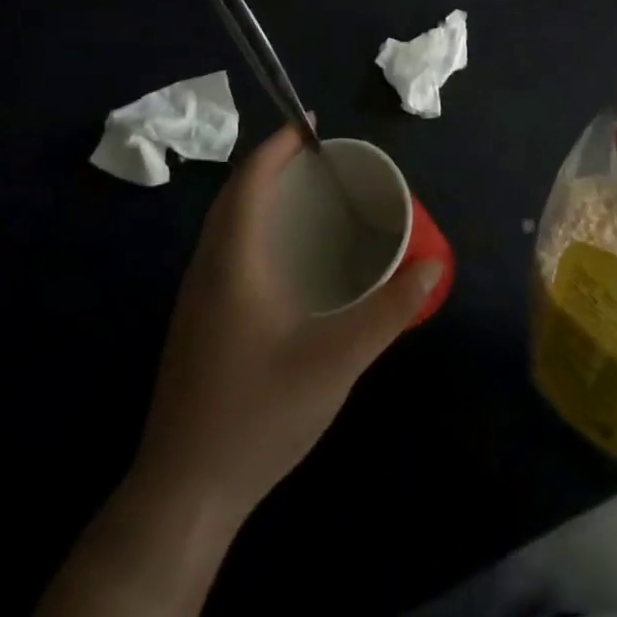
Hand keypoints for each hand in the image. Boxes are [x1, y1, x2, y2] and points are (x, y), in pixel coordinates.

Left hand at [132, 124, 442, 518]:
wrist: (185, 491)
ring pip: (225, 226)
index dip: (277, 146)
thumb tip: (431, 267)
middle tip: (317, 159)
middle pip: (233, 197)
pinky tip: (286, 258)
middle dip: (270, 165)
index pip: (250, 182)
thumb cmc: (260, 414)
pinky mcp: (198, 324)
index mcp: (233, 264)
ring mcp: (196, 300)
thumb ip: (388, 311)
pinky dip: (254, 229)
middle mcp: (207, 270)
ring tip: (305, 196)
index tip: (310, 125)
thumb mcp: (337, 361)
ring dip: (259, 197)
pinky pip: (225, 252)